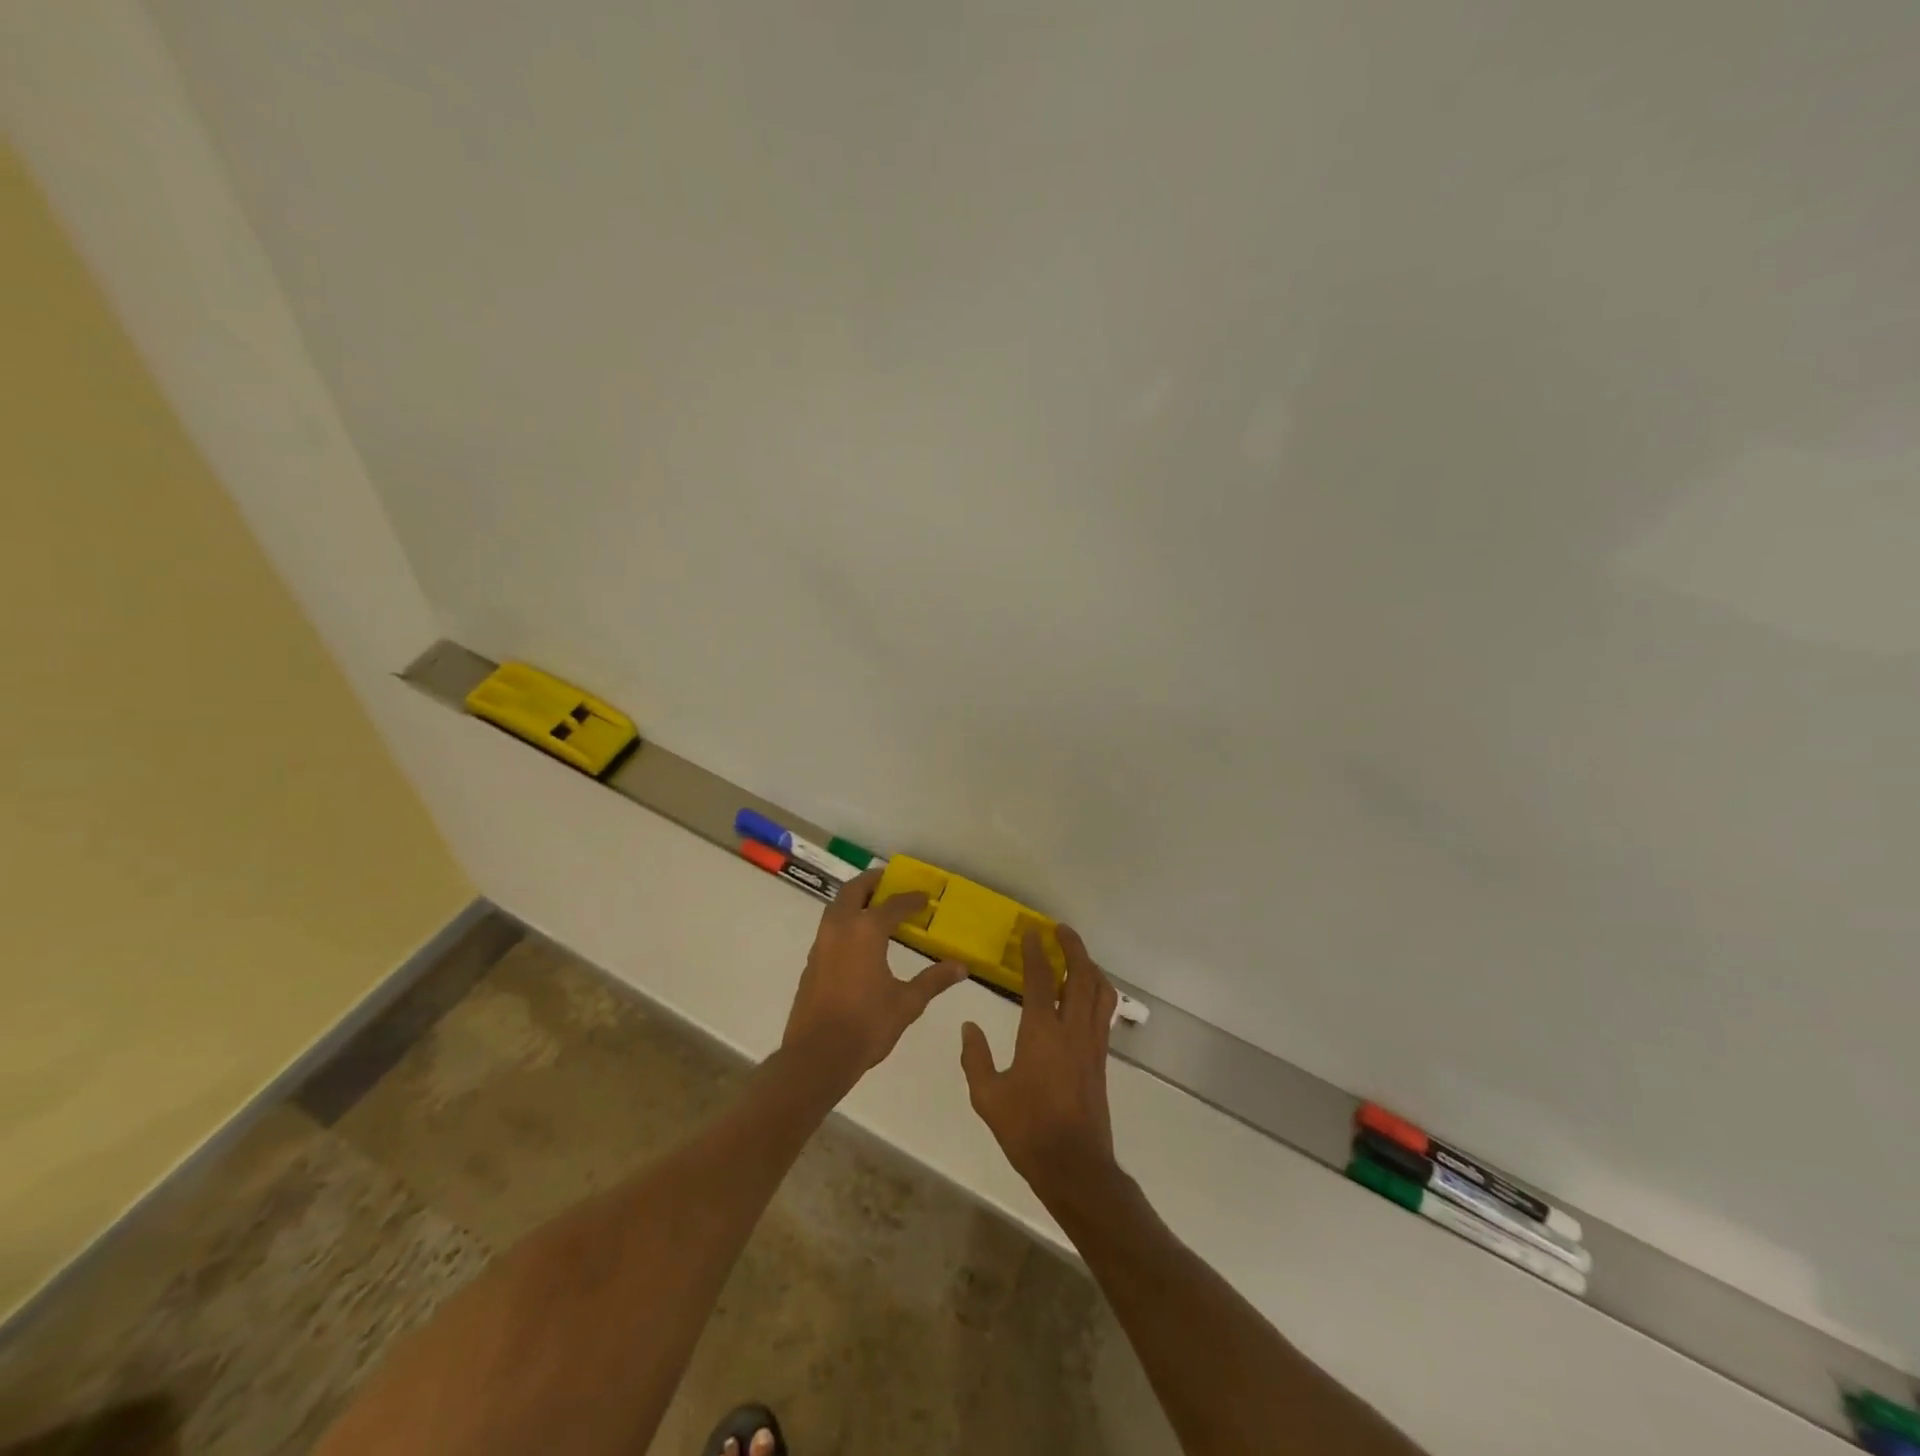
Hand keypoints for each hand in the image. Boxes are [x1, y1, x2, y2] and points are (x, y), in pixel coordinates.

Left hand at [782, 868, 967, 1084]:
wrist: (817, 1056)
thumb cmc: (866, 1025)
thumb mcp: (907, 1002)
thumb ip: (933, 980)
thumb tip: (961, 967)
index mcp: (866, 931)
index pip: (893, 904)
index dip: (912, 899)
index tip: (926, 898)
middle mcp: (841, 928)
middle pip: (854, 890)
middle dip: (872, 882)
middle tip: (890, 881)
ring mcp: (821, 944)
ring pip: (837, 907)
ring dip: (854, 899)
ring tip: (874, 905)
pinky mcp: (812, 962)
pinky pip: (830, 927)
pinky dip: (845, 920)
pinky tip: (858, 939)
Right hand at [959, 924, 1120, 1200]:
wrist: (1074, 1166)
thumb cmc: (1027, 1130)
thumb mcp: (988, 1097)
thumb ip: (976, 1058)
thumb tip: (969, 1027)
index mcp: (1042, 1033)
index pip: (1041, 979)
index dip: (1036, 952)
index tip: (1031, 931)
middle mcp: (1072, 1030)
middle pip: (1080, 976)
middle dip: (1073, 947)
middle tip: (1060, 930)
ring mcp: (1092, 1044)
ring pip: (1100, 992)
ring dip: (1090, 967)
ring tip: (1077, 955)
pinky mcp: (1101, 1059)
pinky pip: (1104, 1013)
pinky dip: (1099, 991)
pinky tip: (1088, 994)